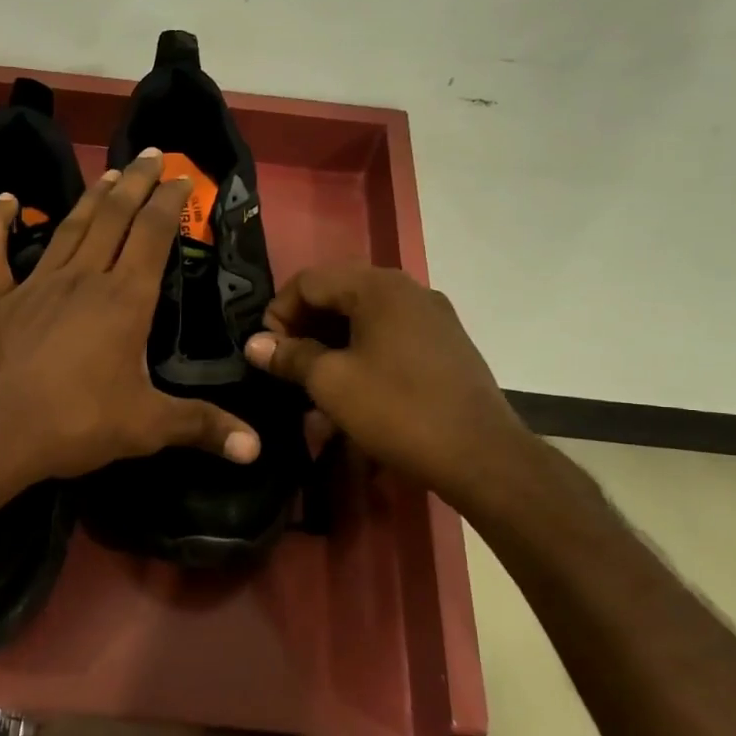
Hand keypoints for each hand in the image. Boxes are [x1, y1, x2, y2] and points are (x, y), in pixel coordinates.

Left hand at [0, 150, 260, 486]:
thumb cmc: (76, 423)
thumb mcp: (147, 427)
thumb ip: (202, 427)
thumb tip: (257, 448)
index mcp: (125, 300)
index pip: (154, 236)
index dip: (170, 203)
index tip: (182, 178)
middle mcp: (83, 278)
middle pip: (114, 217)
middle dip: (136, 184)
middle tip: (151, 155)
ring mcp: (35, 284)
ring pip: (68, 228)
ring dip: (90, 198)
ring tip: (109, 173)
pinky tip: (6, 200)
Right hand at [242, 264, 533, 496]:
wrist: (479, 455)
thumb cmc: (397, 411)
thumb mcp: (332, 383)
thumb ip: (290, 356)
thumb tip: (255, 344)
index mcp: (379, 287)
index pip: (310, 280)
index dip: (278, 311)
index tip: (266, 350)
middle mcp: (408, 290)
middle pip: (339, 295)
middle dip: (305, 328)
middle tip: (285, 364)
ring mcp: (432, 317)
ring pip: (365, 319)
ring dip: (332, 346)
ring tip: (313, 385)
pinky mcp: (445, 345)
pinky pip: (390, 338)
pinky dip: (362, 356)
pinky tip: (351, 392)